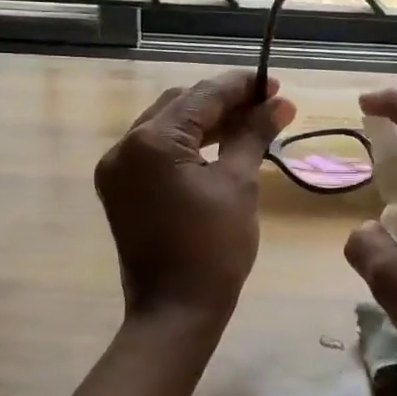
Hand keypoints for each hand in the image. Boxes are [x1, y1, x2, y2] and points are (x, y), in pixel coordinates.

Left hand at [95, 69, 294, 324]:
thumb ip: (253, 135)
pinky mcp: (120, 189)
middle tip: (266, 104)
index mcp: (151, 142)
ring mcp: (117, 169)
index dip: (240, 87)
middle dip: (223, 101)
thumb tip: (279, 104)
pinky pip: (155, 151)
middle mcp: (124, 147)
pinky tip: (219, 145)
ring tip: (249, 122)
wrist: (175, 312)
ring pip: (166, 126)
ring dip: (205, 122)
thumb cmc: (213, 249)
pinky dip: (186, 144)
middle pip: (179, 105)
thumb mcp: (239, 185)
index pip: (201, 97)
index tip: (273, 84)